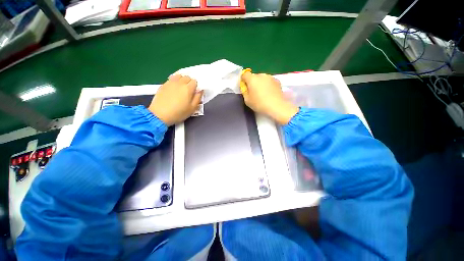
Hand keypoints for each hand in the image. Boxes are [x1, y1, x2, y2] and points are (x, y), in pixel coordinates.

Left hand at [149, 75, 202, 125]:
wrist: (160, 114)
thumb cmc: (178, 113)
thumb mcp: (192, 108)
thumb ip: (198, 98)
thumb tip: (200, 91)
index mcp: (188, 88)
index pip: (195, 81)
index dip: (196, 86)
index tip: (195, 92)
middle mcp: (179, 83)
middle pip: (187, 77)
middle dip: (189, 82)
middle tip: (189, 90)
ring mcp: (170, 83)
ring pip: (179, 76)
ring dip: (182, 80)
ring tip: (181, 87)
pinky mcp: (163, 85)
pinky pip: (171, 79)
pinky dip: (174, 81)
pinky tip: (174, 89)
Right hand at [241, 72, 298, 124]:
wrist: (276, 106)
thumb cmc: (259, 104)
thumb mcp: (247, 100)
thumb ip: (244, 92)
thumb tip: (246, 87)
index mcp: (252, 79)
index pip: (245, 74)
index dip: (243, 80)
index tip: (245, 87)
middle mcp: (261, 75)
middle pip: (254, 76)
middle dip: (253, 82)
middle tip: (254, 92)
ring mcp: (270, 77)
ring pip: (262, 78)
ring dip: (261, 83)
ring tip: (263, 93)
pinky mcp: (277, 81)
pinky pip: (269, 81)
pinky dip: (268, 85)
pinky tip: (270, 93)